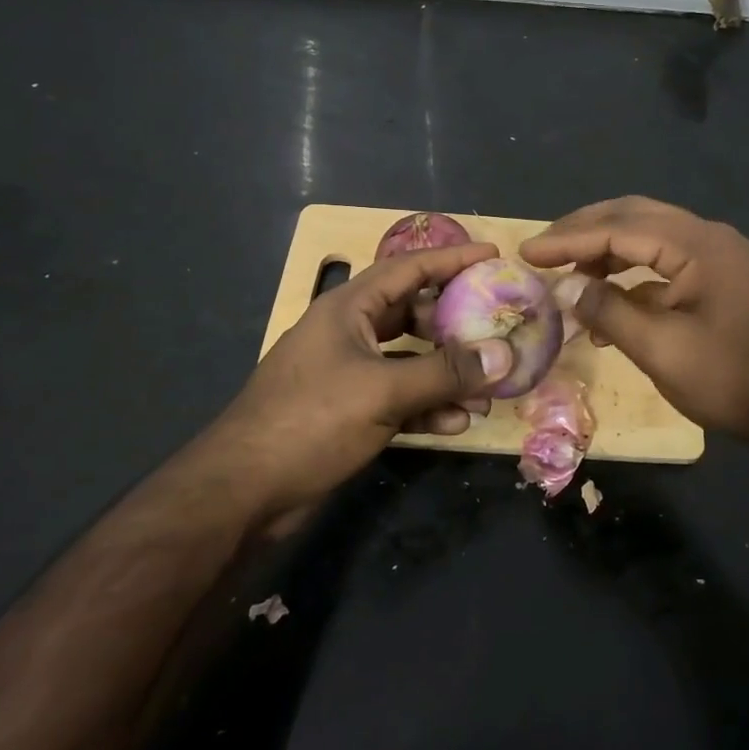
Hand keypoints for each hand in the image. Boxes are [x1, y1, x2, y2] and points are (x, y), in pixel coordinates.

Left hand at [197, 242, 514, 524]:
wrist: (242, 493)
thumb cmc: (310, 421)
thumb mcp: (383, 391)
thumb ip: (446, 372)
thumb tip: (505, 355)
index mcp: (348, 308)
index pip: (408, 268)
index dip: (452, 259)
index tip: (493, 257)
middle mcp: (349, 333)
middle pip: (412, 313)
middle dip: (454, 323)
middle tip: (495, 326)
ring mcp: (348, 374)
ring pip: (409, 360)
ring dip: (446, 373)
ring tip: (487, 389)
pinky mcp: (349, 412)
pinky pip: (399, 398)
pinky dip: (427, 406)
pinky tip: (456, 423)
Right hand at [521, 197, 748, 444]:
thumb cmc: (734, 379)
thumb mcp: (662, 350)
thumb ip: (610, 311)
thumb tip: (569, 288)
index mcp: (696, 244)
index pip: (618, 228)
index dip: (568, 239)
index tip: (526, 252)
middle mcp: (708, 236)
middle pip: (634, 216)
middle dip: (585, 230)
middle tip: (544, 249)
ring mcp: (720, 256)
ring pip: (651, 236)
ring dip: (608, 250)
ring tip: (570, 274)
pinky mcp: (724, 279)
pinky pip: (668, 261)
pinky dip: (634, 274)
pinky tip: (612, 302)